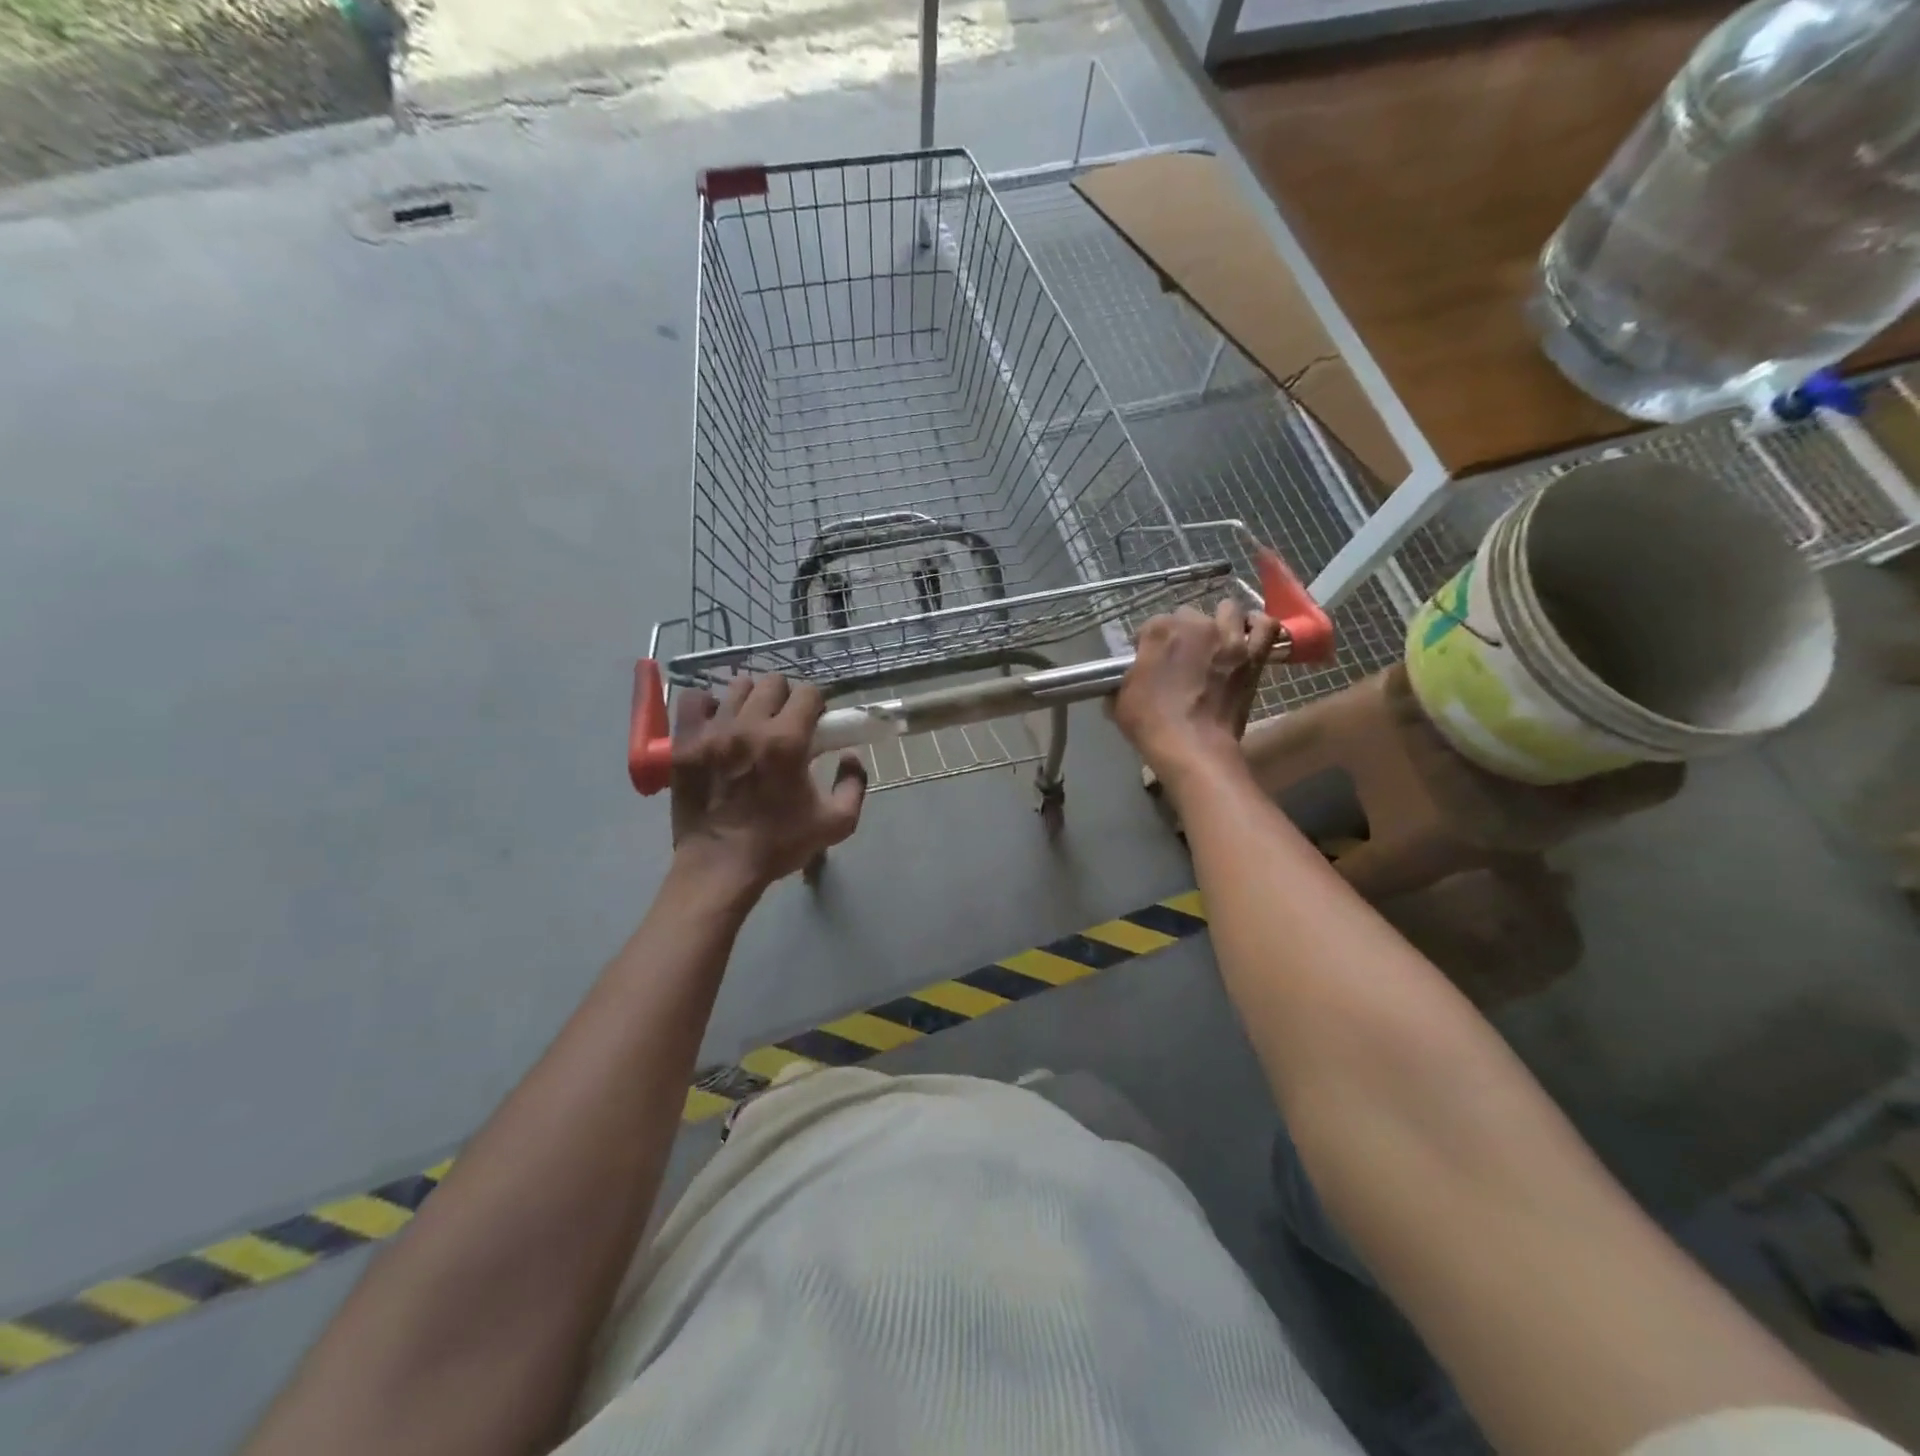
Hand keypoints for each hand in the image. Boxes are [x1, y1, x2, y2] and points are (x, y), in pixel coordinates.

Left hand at [669, 675, 866, 890]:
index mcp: (788, 742)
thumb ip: (854, 784)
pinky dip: (709, 705)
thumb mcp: (836, 823)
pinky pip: (694, 700)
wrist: (720, 867)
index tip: (815, 724)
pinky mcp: (684, 742)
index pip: (808, 693)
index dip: (817, 705)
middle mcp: (749, 726)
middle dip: (785, 698)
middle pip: (773, 682)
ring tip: (751, 723)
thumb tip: (850, 755)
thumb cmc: (779, 845)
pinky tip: (718, 724)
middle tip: (785, 723)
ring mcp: (712, 731)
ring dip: (751, 700)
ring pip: (737, 687)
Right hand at [1112, 599, 1276, 782]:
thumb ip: (1123, 680)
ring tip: (1215, 641)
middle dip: (1182, 633)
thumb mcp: (1119, 700)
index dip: (1146, 645)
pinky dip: (1258, 626)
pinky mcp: (1253, 655)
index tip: (1147, 664)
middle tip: (1180, 659)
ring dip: (1220, 622)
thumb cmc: (1151, 724)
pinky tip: (1248, 634)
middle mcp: (1195, 624)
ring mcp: (1228, 637)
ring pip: (1228, 611)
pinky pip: (1266, 627)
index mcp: (1159, 631)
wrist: (1193, 747)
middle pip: (1187, 616)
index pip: (1149, 627)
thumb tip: (1127, 679)